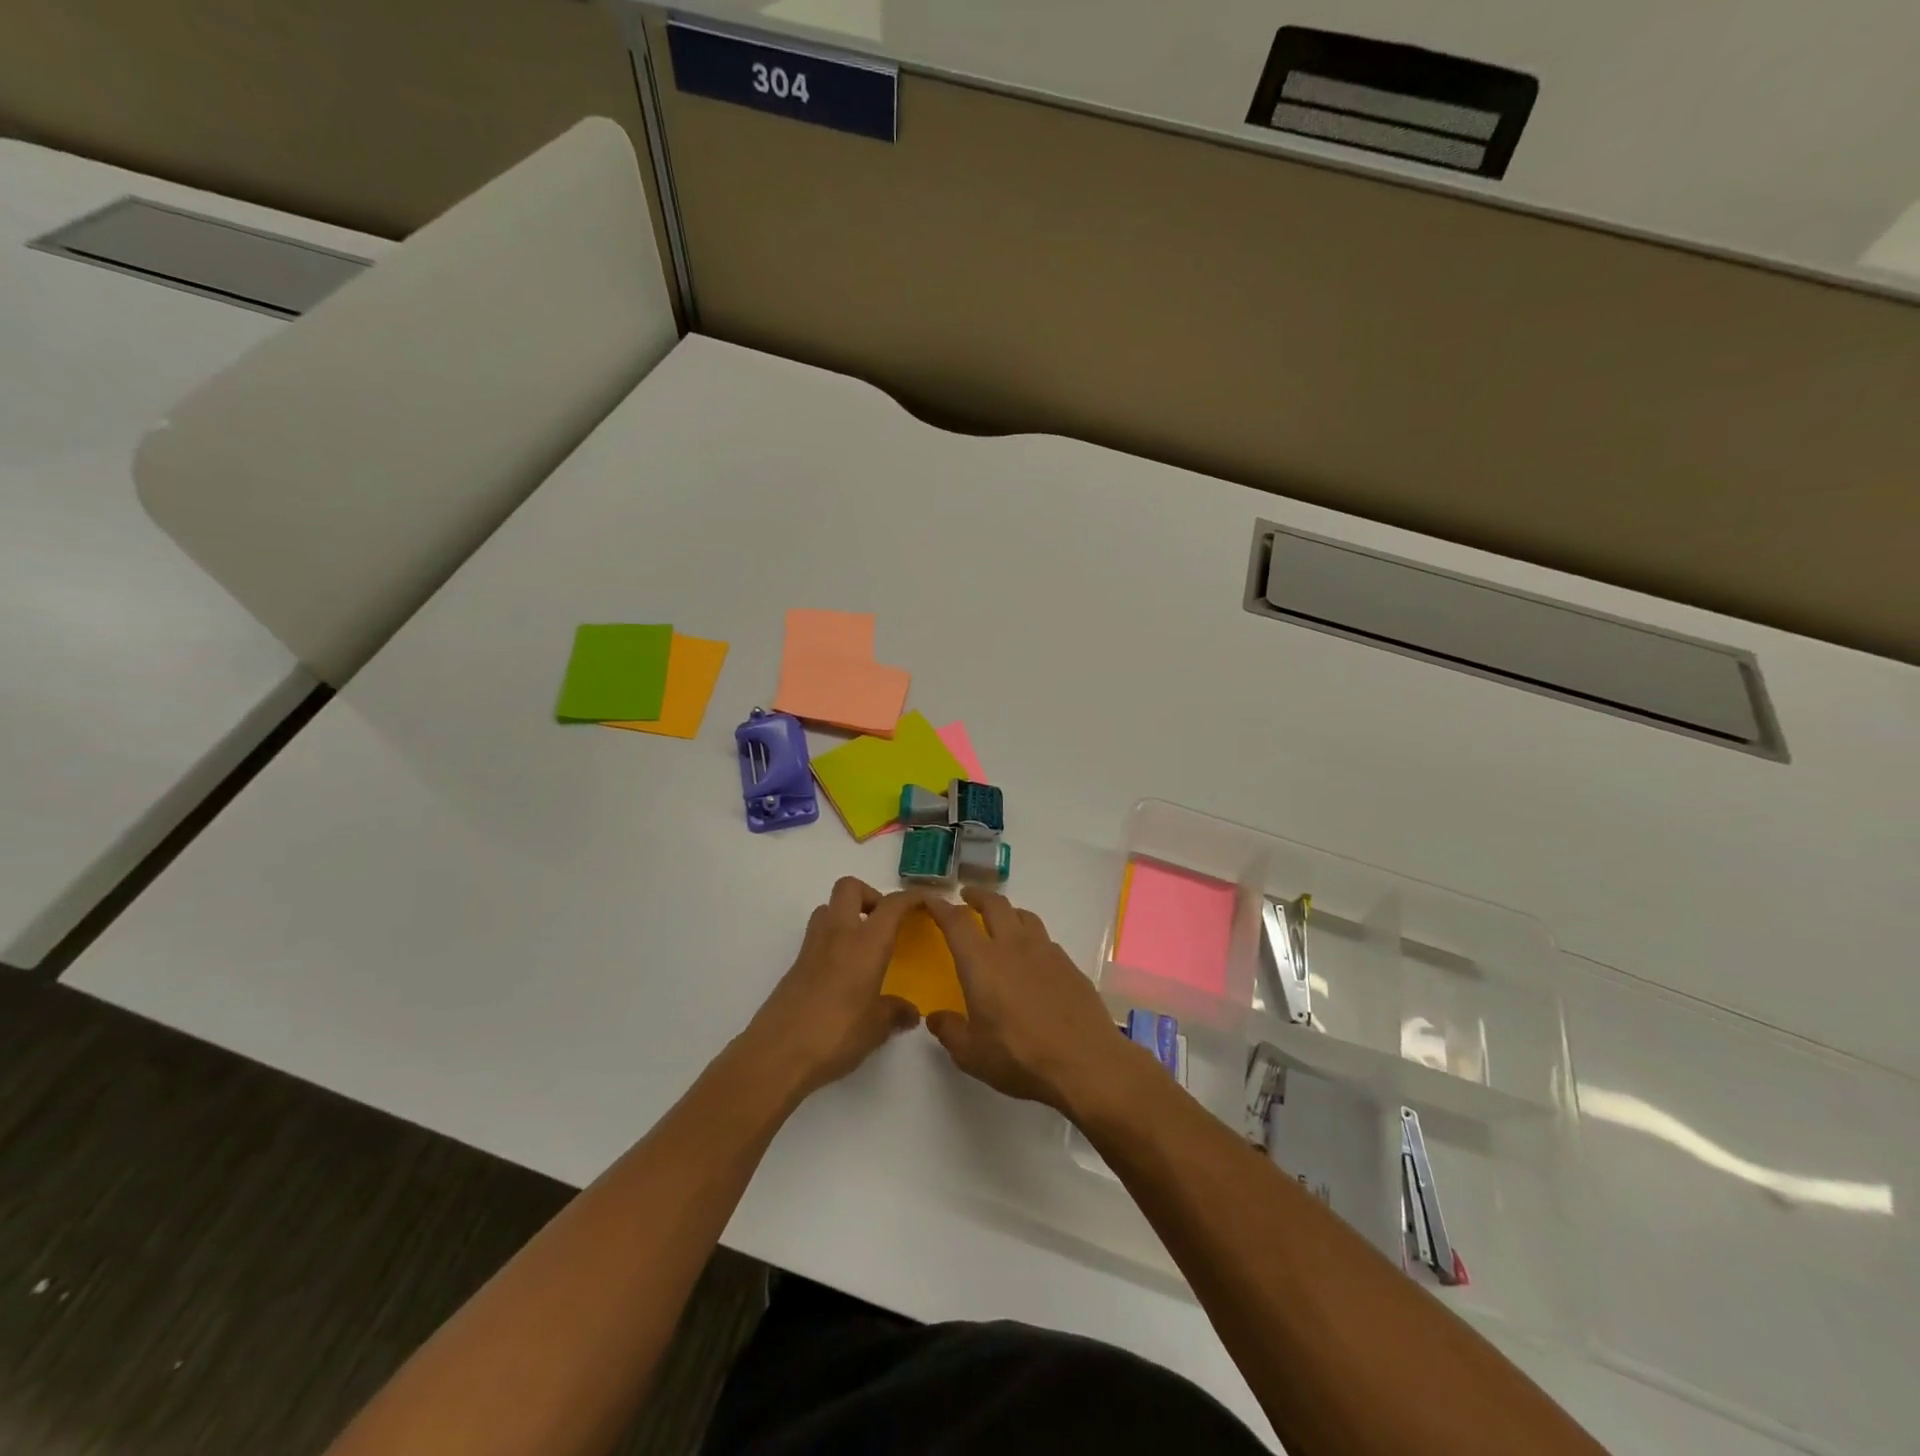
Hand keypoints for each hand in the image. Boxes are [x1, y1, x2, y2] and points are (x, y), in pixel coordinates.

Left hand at [745, 878, 921, 1100]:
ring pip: (829, 908)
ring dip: (848, 915)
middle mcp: (838, 934)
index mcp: (865, 943)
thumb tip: (910, 1012)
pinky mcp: (795, 966)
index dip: (911, 898)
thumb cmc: (835, 1034)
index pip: (892, 905)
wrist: (776, 1054)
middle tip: (885, 923)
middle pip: (850, 887)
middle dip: (871, 895)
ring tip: (864, 945)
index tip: (926, 902)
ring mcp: (812, 948)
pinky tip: (844, 973)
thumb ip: (895, 1013)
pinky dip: (834, 940)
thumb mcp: (875, 1028)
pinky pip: (818, 936)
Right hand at [922, 890, 1137, 1115]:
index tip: (930, 899)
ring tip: (1001, 919)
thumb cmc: (1020, 1057)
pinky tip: (1032, 956)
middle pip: (994, 904)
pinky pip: (1045, 938)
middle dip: (977, 896)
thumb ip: (950, 1031)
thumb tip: (936, 1017)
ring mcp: (1046, 952)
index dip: (940, 907)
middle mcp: (1013, 946)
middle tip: (967, 897)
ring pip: (1024, 915)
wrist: (1085, 1061)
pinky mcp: (1069, 965)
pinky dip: (1031, 936)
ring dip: (1007, 911)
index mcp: (982, 962)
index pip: (956, 922)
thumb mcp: (972, 1054)